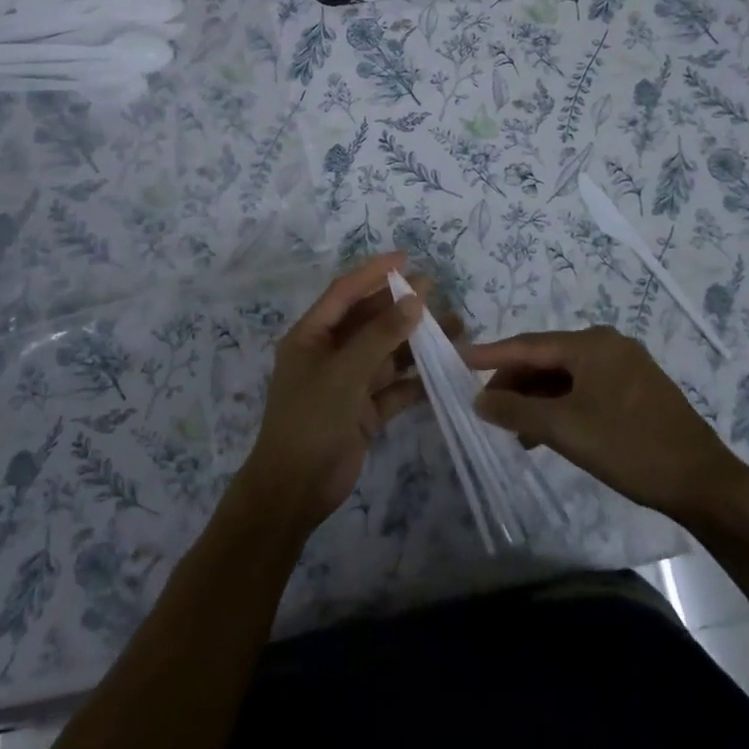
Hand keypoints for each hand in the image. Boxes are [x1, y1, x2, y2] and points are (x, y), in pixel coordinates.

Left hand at [236, 253, 426, 534]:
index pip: (344, 293)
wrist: (294, 489)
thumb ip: (380, 335)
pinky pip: (394, 387)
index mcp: (311, 336)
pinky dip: (417, 380)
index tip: (406, 258)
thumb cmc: (311, 419)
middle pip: (369, 321)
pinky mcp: (364, 411)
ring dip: (416, 342)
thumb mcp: (344, 372)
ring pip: (386, 353)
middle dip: (401, 306)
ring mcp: (347, 383)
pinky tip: (446, 370)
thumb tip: (415, 300)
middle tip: (437, 291)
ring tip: (454, 328)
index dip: (373, 273)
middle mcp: (329, 353)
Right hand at [461, 326, 748, 525]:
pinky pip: (585, 389)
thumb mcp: (565, 429)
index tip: (457, 359)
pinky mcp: (636, 390)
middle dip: (514, 383)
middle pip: (546, 358)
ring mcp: (625, 366)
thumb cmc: (629, 447)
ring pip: (565, 376)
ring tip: (512, 429)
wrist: (704, 483)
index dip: (490, 355)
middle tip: (485, 408)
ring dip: (536, 399)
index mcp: (591, 344)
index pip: (527, 344)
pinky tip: (546, 432)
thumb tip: (479, 400)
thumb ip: (516, 412)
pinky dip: (561, 406)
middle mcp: (607, 345)